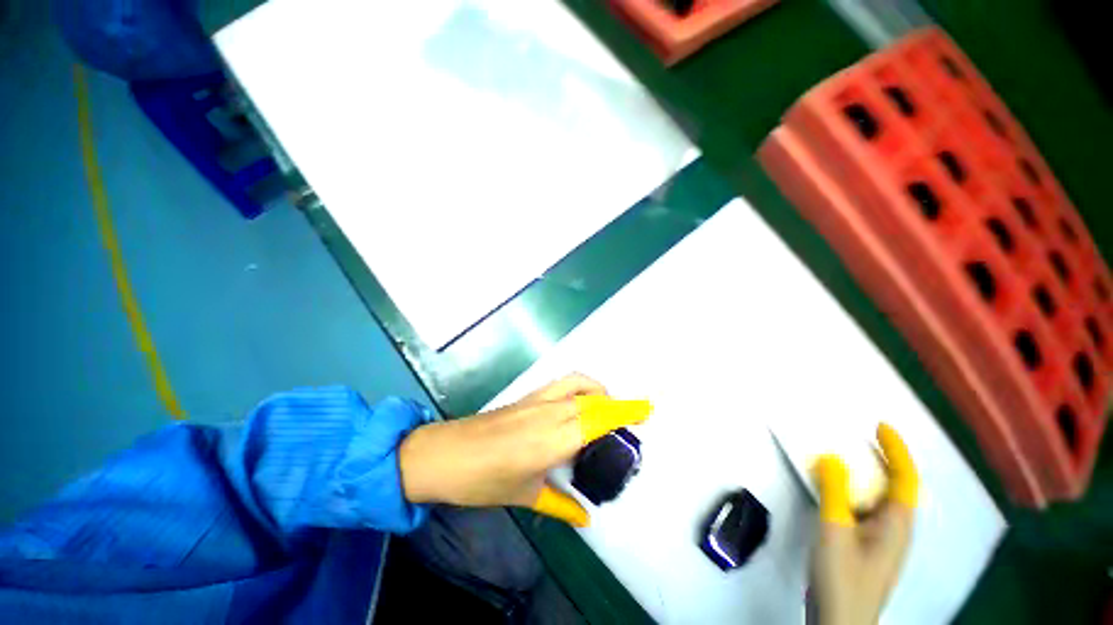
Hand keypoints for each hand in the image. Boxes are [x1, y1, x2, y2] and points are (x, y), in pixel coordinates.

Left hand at [398, 374, 650, 526]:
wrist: (442, 453)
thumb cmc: (482, 480)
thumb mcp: (525, 495)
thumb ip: (560, 504)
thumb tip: (586, 519)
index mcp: (552, 440)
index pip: (597, 420)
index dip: (623, 413)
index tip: (646, 410)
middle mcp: (549, 413)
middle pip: (592, 400)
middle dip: (616, 404)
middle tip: (630, 416)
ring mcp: (536, 400)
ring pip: (577, 384)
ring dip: (597, 389)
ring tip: (605, 406)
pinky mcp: (526, 396)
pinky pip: (561, 384)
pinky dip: (578, 386)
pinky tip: (577, 403)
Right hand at [810, 424, 918, 624]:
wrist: (839, 622)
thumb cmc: (842, 578)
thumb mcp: (835, 532)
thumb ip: (834, 493)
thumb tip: (832, 457)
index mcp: (896, 525)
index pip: (906, 480)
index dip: (897, 451)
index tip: (880, 426)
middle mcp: (894, 530)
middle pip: (897, 488)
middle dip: (884, 459)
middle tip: (860, 436)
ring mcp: (880, 541)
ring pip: (880, 499)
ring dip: (867, 475)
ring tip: (844, 457)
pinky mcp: (864, 548)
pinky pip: (864, 509)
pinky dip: (853, 491)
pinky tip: (835, 491)